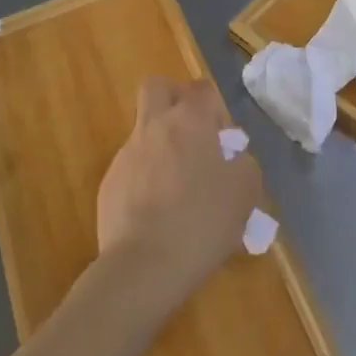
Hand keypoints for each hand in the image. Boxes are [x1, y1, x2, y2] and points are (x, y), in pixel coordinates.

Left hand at [96, 77, 260, 307]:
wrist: (143, 267)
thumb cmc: (202, 221)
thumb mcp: (245, 194)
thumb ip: (245, 166)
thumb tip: (235, 159)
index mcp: (189, 121)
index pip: (202, 89)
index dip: (215, 106)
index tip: (223, 136)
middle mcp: (154, 127)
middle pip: (157, 88)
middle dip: (174, 98)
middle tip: (192, 131)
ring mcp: (126, 154)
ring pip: (143, 131)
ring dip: (161, 145)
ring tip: (179, 188)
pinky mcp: (109, 184)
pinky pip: (131, 168)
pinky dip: (145, 179)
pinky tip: (158, 213)